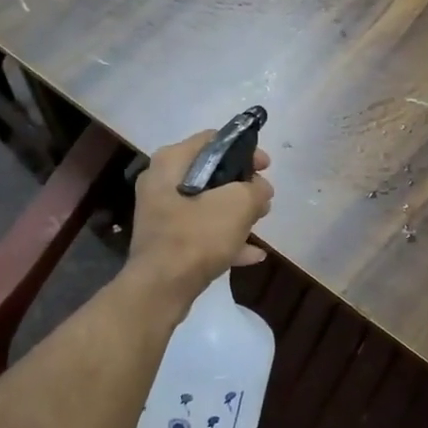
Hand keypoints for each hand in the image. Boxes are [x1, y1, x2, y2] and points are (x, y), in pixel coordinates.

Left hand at [125, 131, 273, 303]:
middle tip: (265, 197)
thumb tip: (260, 189)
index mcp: (171, 161)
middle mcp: (161, 182)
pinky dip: (225, 237)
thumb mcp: (238, 205)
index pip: (213, 140)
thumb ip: (256, 189)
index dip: (244, 149)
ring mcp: (162, 213)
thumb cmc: (197, 235)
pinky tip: (252, 253)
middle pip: (211, 173)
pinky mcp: (166, 241)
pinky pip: (201, 231)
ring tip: (261, 221)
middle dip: (242, 185)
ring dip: (236, 212)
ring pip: (207, 204)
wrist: (161, 288)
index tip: (266, 166)